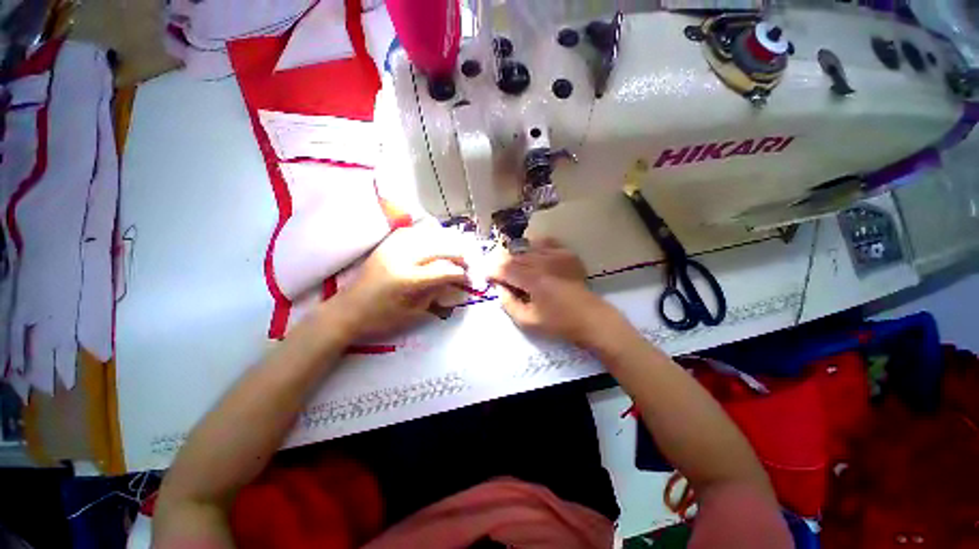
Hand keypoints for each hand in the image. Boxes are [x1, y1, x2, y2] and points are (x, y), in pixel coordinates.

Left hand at [336, 224, 468, 339]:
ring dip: (444, 240)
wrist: (347, 311)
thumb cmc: (380, 319)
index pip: (443, 270)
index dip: (459, 273)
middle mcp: (400, 258)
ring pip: (425, 235)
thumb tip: (453, 281)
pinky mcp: (385, 246)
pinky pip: (410, 232)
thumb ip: (435, 293)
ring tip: (454, 248)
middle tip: (467, 261)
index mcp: (407, 280)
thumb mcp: (413, 312)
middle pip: (438, 248)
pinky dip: (425, 234)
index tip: (468, 277)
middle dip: (457, 253)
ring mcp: (391, 249)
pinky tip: (433, 240)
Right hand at [489, 239, 619, 346]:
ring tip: (516, 268)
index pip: (504, 268)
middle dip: (502, 264)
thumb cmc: (558, 323)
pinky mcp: (567, 254)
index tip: (488, 278)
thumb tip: (499, 287)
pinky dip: (535, 246)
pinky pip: (546, 242)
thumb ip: (508, 303)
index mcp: (533, 280)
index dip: (492, 271)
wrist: (590, 318)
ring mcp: (557, 255)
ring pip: (527, 248)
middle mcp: (543, 262)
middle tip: (499, 275)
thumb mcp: (527, 321)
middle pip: (514, 256)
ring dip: (516, 257)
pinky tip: (533, 255)